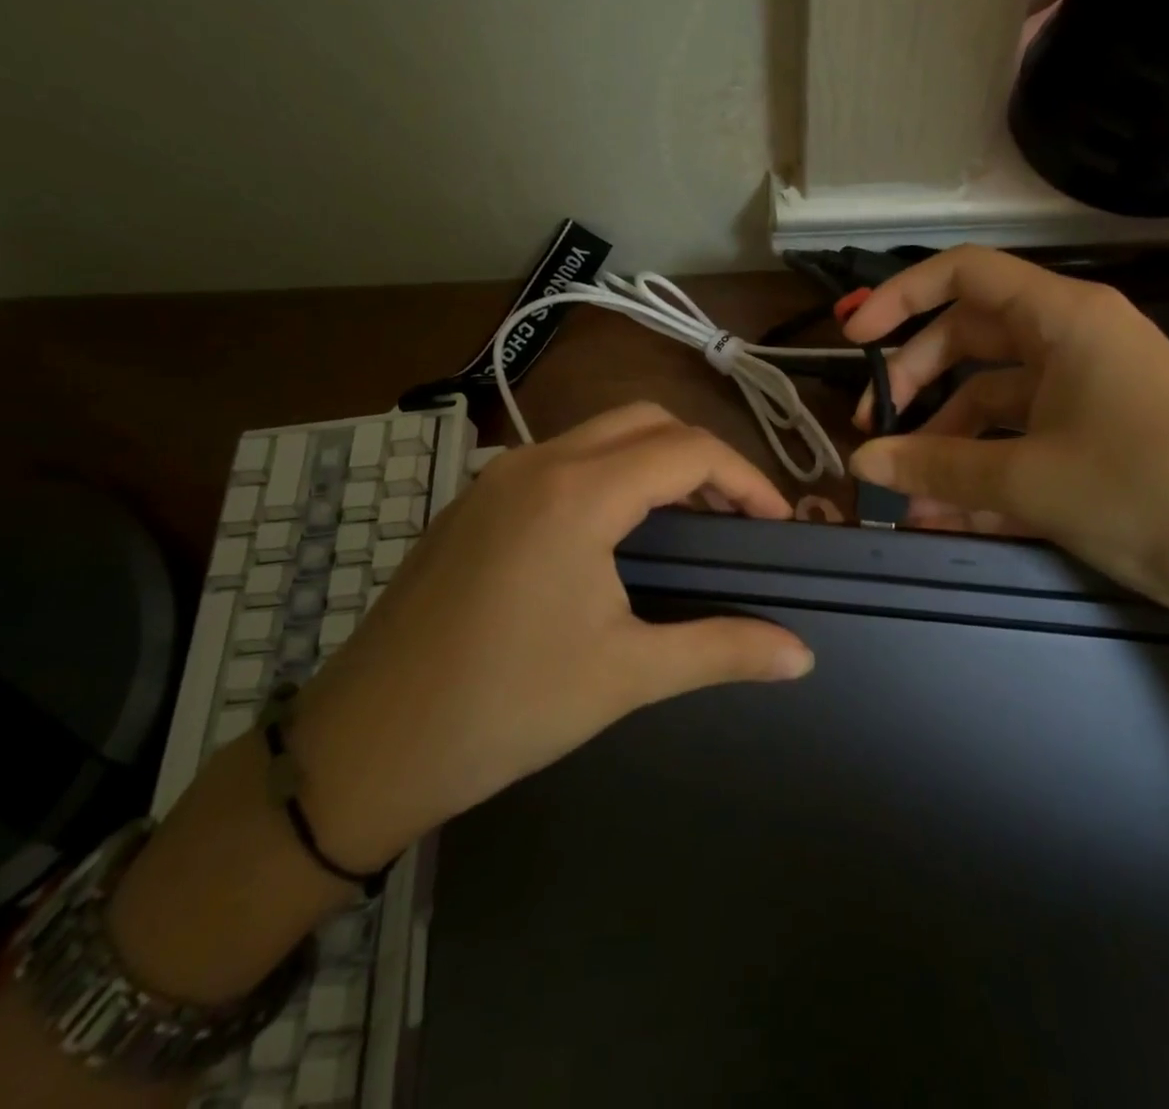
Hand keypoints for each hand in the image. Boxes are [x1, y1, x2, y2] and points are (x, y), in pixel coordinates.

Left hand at [288, 404, 814, 870]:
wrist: (365, 747)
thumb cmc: (505, 707)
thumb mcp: (626, 676)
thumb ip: (723, 649)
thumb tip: (802, 656)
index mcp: (577, 493)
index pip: (688, 451)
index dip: (746, 479)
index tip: (777, 523)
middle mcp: (535, 462)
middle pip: (646, 421)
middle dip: (703, 458)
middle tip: (736, 516)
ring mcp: (496, 478)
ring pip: (599, 435)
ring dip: (654, 461)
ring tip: (689, 521)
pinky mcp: (474, 502)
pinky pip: (560, 459)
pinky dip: (609, 473)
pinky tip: (616, 532)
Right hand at [844, 247, 1168, 623]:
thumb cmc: (1151, 491)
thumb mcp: (1029, 480)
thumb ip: (936, 466)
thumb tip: (859, 463)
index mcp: (1063, 319)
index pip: (964, 274)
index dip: (900, 298)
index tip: (852, 340)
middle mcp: (1073, 341)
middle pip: (969, 339)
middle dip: (915, 383)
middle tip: (872, 430)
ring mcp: (1088, 391)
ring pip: (993, 399)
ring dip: (946, 442)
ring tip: (906, 496)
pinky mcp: (1099, 438)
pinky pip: (1023, 440)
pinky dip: (984, 469)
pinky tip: (947, 515)